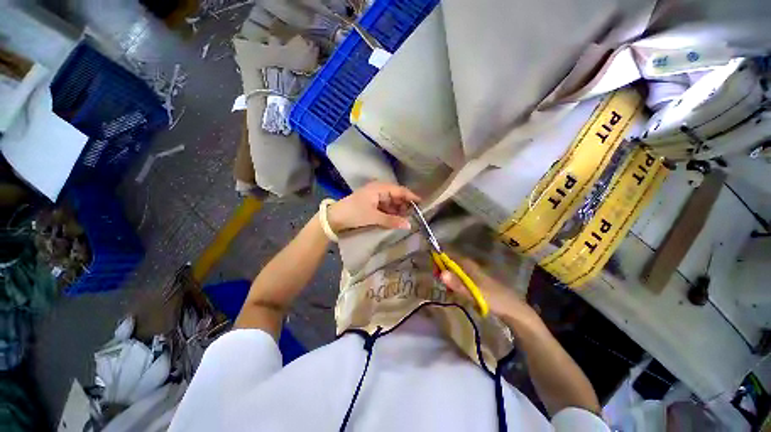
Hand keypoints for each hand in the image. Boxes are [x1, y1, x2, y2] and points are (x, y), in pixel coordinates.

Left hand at [327, 181, 420, 231]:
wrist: (334, 218)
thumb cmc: (354, 213)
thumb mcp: (373, 216)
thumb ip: (391, 220)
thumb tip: (409, 225)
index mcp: (380, 188)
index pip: (400, 190)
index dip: (412, 197)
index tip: (423, 204)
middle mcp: (379, 190)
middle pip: (397, 196)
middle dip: (406, 206)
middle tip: (415, 216)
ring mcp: (376, 198)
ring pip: (392, 203)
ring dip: (399, 211)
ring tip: (407, 220)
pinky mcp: (372, 205)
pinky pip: (386, 208)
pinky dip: (391, 214)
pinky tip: (397, 220)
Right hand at [439, 254, 539, 324]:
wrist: (513, 309)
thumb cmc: (493, 298)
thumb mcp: (473, 293)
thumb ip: (457, 284)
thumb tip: (441, 273)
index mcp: (468, 265)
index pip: (449, 255)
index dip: (439, 259)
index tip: (434, 271)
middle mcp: (469, 266)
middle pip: (451, 262)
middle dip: (442, 270)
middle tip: (438, 281)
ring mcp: (473, 274)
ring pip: (454, 271)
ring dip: (448, 278)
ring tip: (446, 290)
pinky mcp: (475, 282)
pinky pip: (460, 279)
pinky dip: (454, 283)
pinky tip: (454, 293)